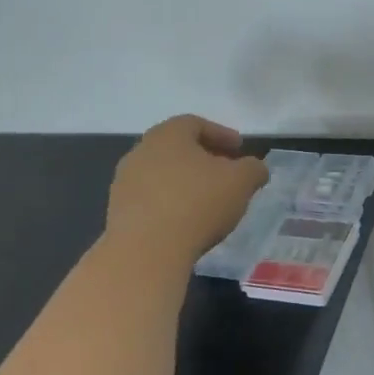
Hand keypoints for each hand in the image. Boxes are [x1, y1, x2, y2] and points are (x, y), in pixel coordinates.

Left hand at [105, 116, 268, 263]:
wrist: (145, 250)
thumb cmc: (197, 204)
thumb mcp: (241, 182)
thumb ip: (253, 168)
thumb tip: (255, 168)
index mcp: (168, 135)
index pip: (196, 124)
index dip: (221, 134)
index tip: (239, 149)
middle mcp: (141, 151)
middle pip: (177, 148)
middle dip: (204, 158)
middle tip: (226, 173)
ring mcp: (125, 182)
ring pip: (163, 174)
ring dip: (186, 182)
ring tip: (208, 201)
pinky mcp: (118, 211)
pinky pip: (151, 199)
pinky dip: (171, 203)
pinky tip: (187, 221)